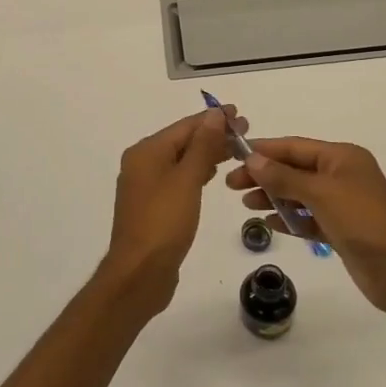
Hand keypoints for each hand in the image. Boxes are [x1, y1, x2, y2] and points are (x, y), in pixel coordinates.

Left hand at [101, 106, 245, 311]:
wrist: (140, 273)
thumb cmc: (164, 222)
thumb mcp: (187, 179)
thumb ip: (203, 145)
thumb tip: (214, 114)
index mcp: (146, 152)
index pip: (185, 126)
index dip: (213, 119)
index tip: (240, 113)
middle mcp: (142, 163)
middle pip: (182, 141)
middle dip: (213, 135)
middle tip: (245, 132)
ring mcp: (146, 186)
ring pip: (181, 160)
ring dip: (207, 153)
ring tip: (236, 150)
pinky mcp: (153, 206)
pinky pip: (179, 178)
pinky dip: (197, 172)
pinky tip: (213, 174)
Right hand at [227, 137, 385, 317]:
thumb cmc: (362, 220)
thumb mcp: (320, 193)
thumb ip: (284, 177)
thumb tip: (252, 159)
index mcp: (342, 157)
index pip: (295, 147)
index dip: (264, 150)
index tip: (233, 156)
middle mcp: (342, 175)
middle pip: (295, 169)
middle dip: (264, 175)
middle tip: (231, 186)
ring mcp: (342, 203)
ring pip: (299, 194)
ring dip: (274, 197)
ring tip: (246, 205)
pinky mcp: (341, 229)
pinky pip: (308, 218)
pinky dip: (289, 219)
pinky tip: (268, 223)